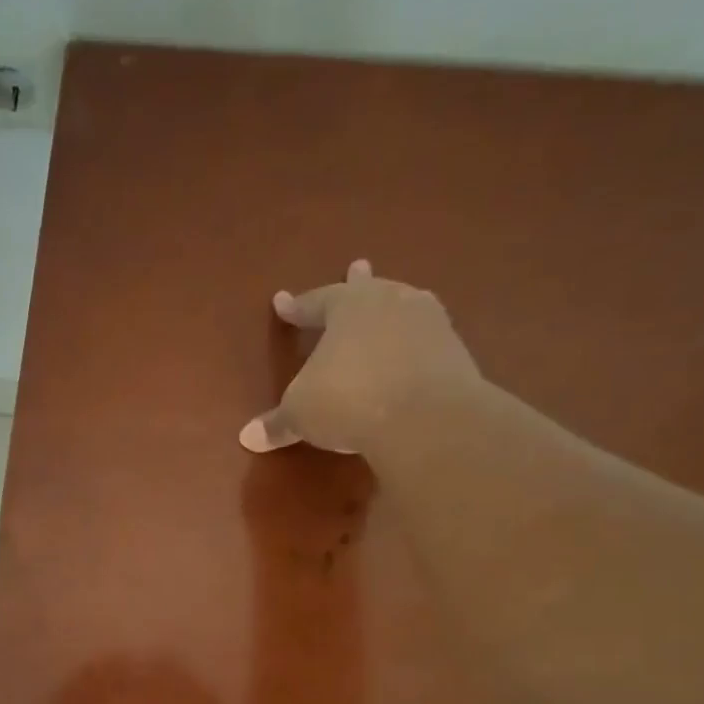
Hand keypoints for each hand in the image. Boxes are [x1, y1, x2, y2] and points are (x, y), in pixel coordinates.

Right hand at [240, 259, 483, 454]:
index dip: (296, 307)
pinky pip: (425, 340)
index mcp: (347, 306)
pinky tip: (413, 352)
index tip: (282, 301)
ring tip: (391, 308)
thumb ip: (278, 422)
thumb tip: (248, 437)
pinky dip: (413, 345)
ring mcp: (429, 322)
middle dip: (357, 282)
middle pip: (368, 290)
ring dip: (391, 310)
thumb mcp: (301, 414)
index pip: (315, 302)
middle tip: (357, 266)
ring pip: (402, 308)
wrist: (426, 417)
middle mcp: (390, 302)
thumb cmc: (348, 400)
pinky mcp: (455, 351)